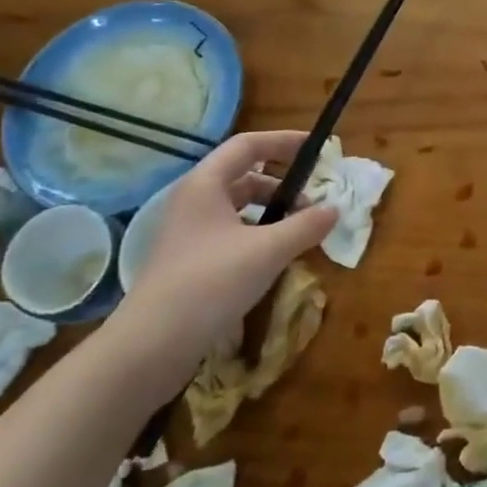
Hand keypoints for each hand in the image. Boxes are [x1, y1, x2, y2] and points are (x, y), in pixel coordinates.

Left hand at [109, 131, 336, 377]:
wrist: (151, 345)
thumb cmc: (210, 283)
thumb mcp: (268, 251)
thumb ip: (306, 226)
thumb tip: (335, 209)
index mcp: (205, 185)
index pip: (248, 145)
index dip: (285, 141)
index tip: (318, 149)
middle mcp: (194, 201)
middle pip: (245, 176)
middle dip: (284, 185)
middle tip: (315, 202)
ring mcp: (189, 232)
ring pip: (238, 207)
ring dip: (272, 212)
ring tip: (301, 232)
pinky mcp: (189, 261)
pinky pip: (231, 233)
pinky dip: (258, 235)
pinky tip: (277, 258)